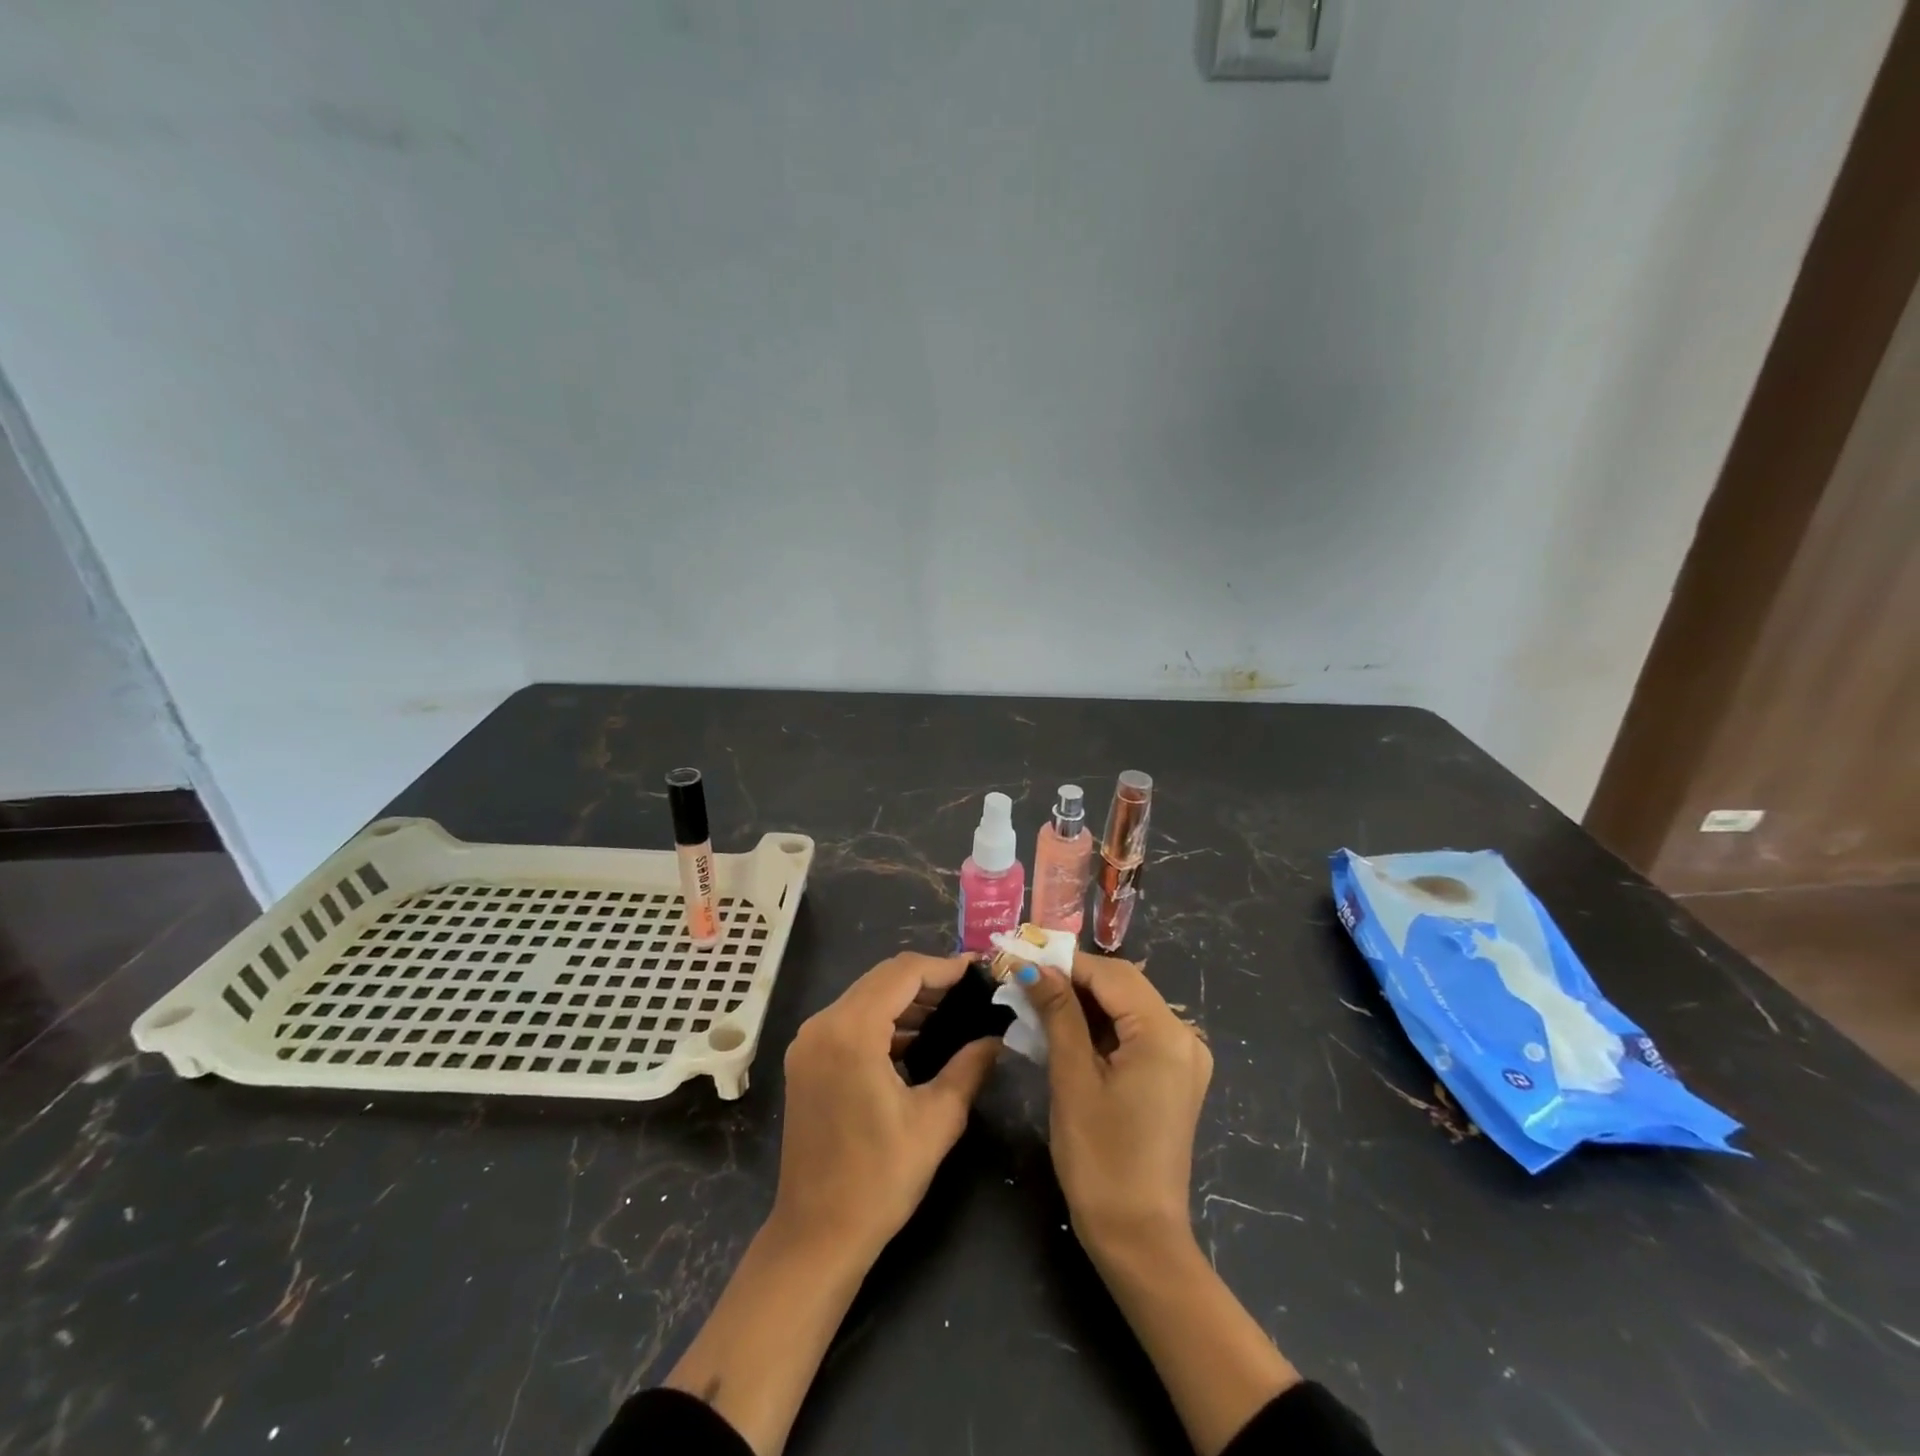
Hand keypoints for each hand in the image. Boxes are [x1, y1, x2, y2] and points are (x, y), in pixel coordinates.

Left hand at [771, 952, 998, 1260]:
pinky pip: (850, 1020)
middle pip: (882, 979)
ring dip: (905, 999)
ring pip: (865, 997)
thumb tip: (997, 1038)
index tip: (977, 971)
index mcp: (851, 1031)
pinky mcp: (805, 1061)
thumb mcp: (937, 1120)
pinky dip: (884, 1019)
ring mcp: (808, 1042)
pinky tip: (915, 1038)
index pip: (903, 973)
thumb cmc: (879, 1180)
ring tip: (951, 1011)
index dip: (943, 967)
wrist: (815, 1235)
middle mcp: (822, 1024)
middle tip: (969, 990)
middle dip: (927, 979)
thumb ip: (970, 1067)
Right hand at [1024, 956, 1298, 1455]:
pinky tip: (1066, 1031)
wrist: (1139, 1239)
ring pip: (1127, 1007)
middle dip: (1074, 980)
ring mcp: (1183, 1058)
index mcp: (1165, 1034)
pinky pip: (1135, 1033)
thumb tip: (1033, 967)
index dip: (1065, 963)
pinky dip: (1101, 1027)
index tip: (1022, 959)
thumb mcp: (1073, 1079)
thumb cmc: (1100, 1159)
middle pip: (1123, 986)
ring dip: (1085, 1003)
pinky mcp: (1173, 1077)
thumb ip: (1058, 1013)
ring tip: (1037, 1003)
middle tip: (1025, 982)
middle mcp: (1184, 1037)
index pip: (1111, 974)